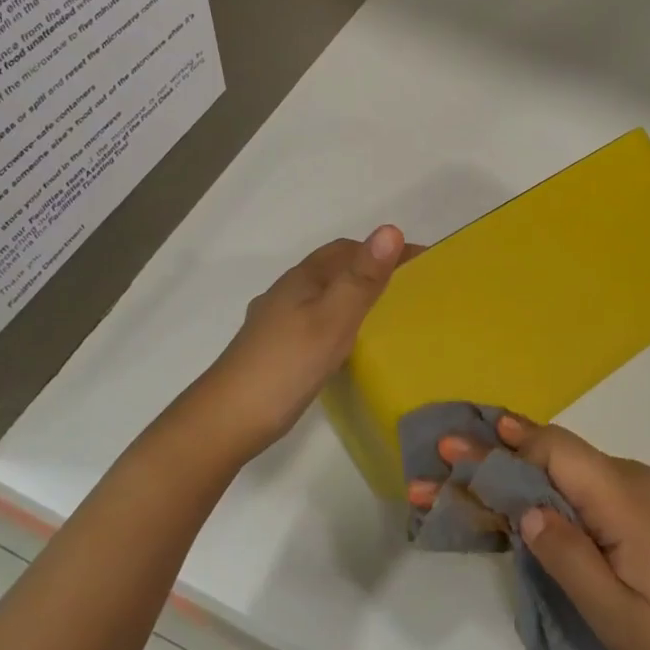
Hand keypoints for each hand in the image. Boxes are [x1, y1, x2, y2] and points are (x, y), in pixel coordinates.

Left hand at [186, 226, 416, 461]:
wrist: (226, 420)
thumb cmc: (286, 365)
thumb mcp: (333, 320)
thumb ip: (362, 278)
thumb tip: (391, 229)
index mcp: (302, 279)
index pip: (348, 249)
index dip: (383, 250)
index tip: (423, 261)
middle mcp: (286, 292)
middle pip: (332, 268)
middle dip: (369, 267)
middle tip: (409, 286)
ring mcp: (275, 321)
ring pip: (321, 294)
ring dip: (351, 293)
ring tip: (384, 312)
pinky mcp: (273, 348)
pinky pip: (313, 319)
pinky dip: (337, 318)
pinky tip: (344, 343)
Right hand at [411, 414, 649, 649]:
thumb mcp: (611, 610)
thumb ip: (565, 553)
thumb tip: (524, 510)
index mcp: (622, 497)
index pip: (552, 451)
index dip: (499, 447)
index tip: (451, 448)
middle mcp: (630, 478)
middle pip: (554, 452)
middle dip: (497, 453)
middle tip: (444, 454)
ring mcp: (639, 490)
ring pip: (567, 467)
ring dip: (518, 470)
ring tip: (468, 478)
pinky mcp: (641, 508)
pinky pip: (584, 485)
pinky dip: (546, 486)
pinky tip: (519, 496)